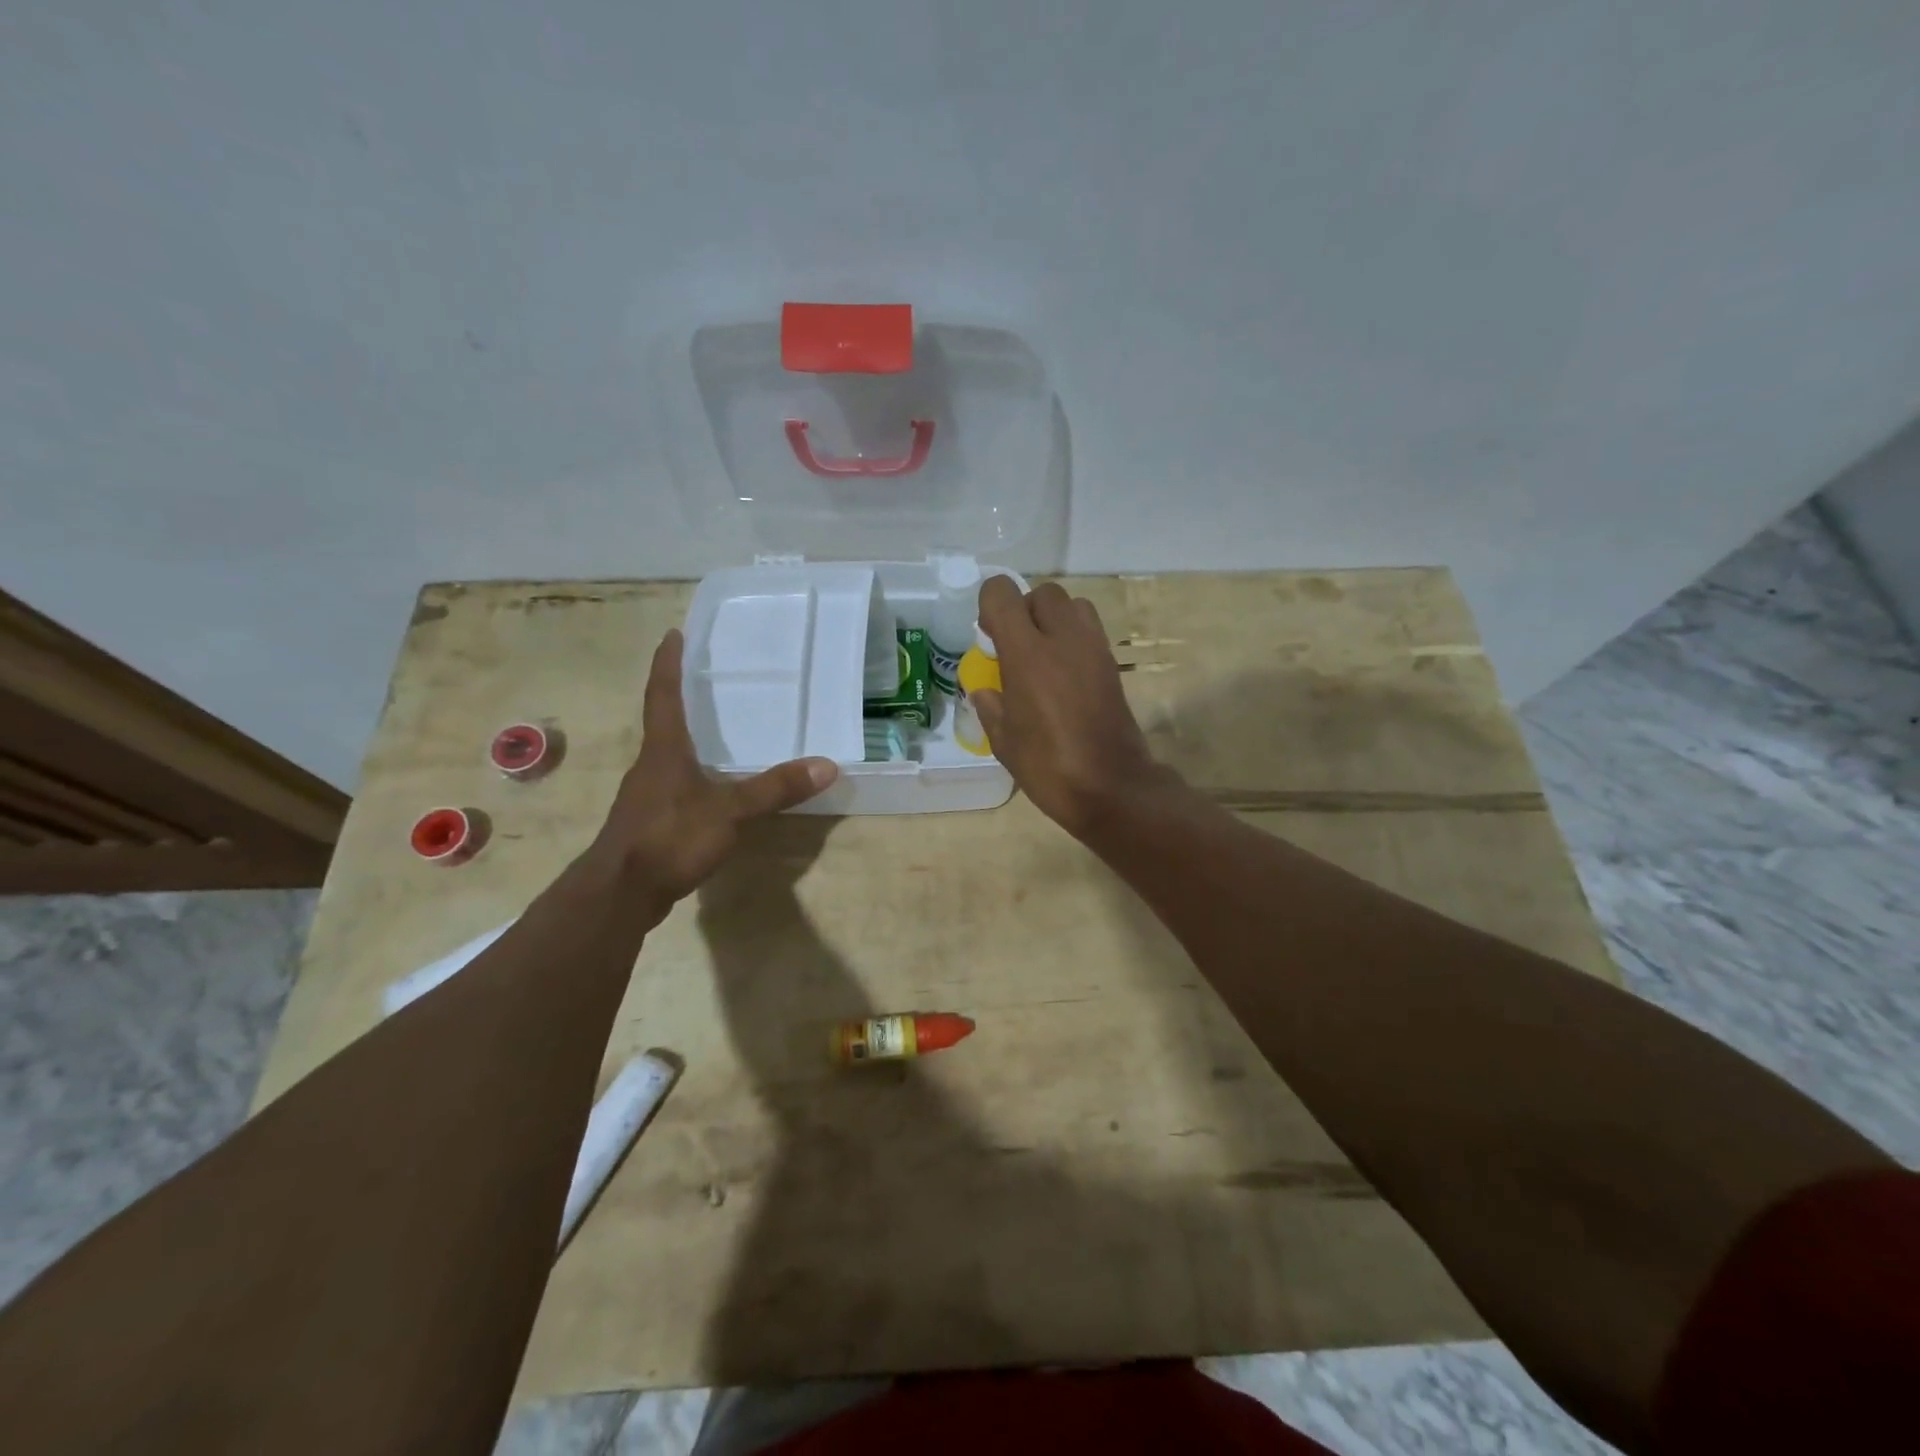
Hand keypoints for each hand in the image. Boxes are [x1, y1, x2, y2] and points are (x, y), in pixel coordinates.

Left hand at [588, 629, 837, 909]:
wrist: (620, 894)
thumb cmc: (669, 838)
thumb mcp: (729, 812)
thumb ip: (775, 789)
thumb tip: (827, 765)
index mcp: (664, 751)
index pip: (663, 695)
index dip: (668, 664)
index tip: (672, 634)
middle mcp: (650, 766)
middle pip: (662, 722)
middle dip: (679, 697)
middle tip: (705, 678)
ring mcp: (647, 796)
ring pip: (667, 757)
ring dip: (686, 738)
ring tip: (714, 730)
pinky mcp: (649, 823)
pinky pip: (673, 787)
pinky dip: (692, 776)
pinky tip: (711, 788)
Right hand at [973, 577, 1177, 837]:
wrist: (1111, 787)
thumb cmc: (1048, 767)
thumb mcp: (1004, 741)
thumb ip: (990, 706)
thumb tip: (983, 690)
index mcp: (1027, 654)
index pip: (1003, 594)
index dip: (990, 604)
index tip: (988, 635)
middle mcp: (1062, 639)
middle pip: (1043, 593)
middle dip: (1025, 609)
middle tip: (1015, 645)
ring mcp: (1093, 649)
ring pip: (1073, 605)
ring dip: (1054, 618)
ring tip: (1043, 654)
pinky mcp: (1112, 664)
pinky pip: (1091, 630)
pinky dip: (1074, 637)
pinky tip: (1064, 674)